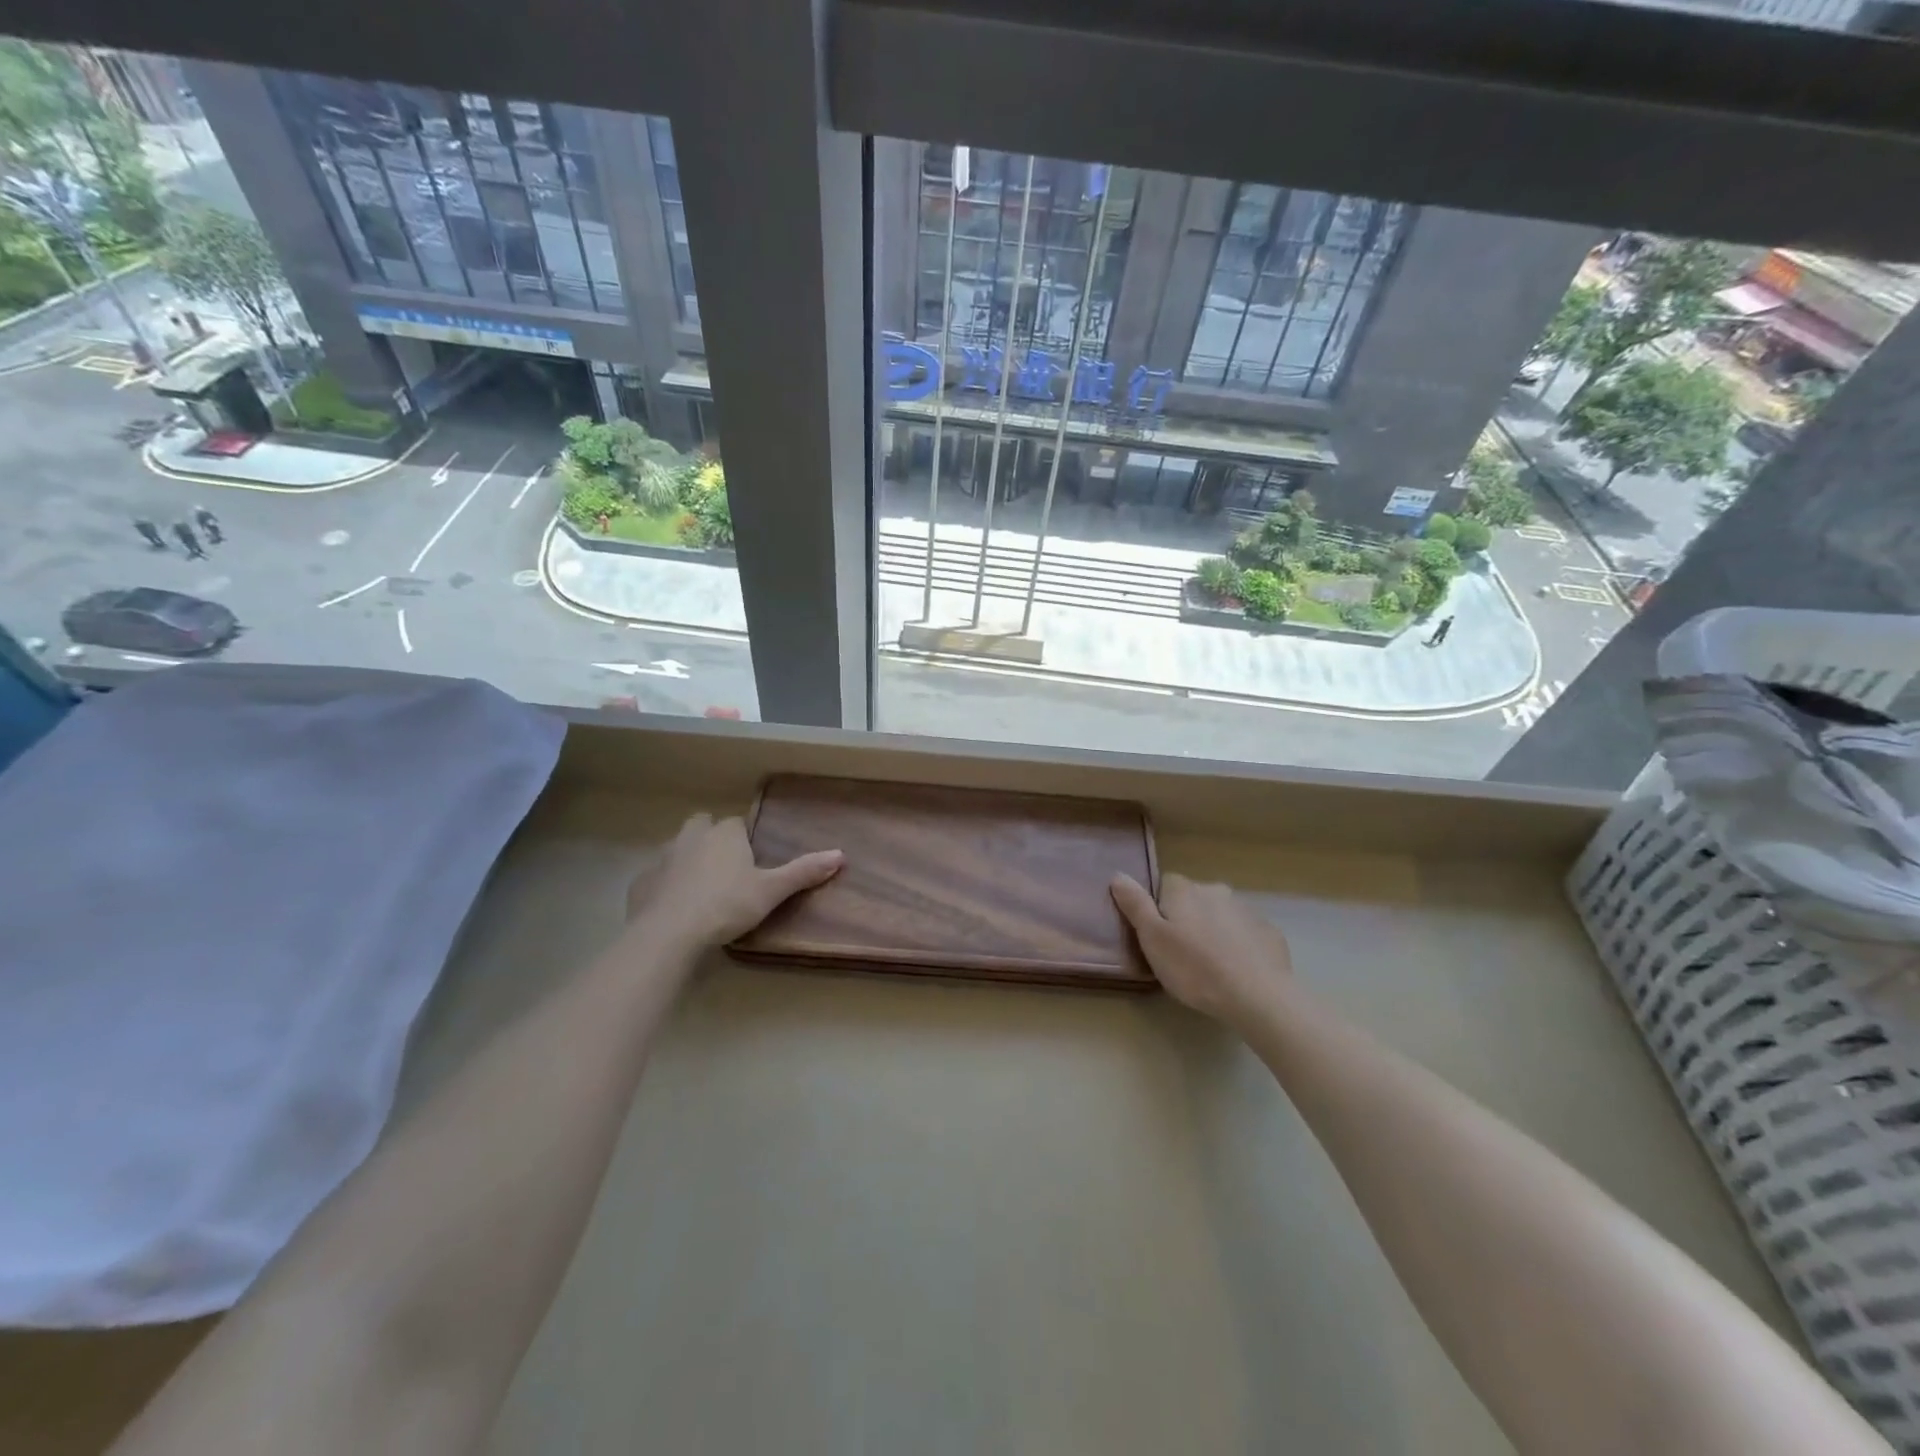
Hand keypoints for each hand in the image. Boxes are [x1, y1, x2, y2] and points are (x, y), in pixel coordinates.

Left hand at [627, 812, 842, 951]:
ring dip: (687, 861)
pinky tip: (673, 908)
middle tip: (725, 870)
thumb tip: (841, 854)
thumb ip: (804, 872)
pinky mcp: (640, 882)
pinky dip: (664, 887)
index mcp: (725, 834)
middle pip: (702, 826)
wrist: (669, 934)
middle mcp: (691, 836)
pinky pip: (656, 877)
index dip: (744, 840)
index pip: (737, 824)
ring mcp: (662, 858)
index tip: (751, 862)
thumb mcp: (771, 891)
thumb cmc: (727, 905)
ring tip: (700, 890)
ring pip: (677, 849)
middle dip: (711, 839)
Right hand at [1110, 872, 1295, 1027]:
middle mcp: (1216, 890)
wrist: (1257, 996)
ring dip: (1213, 930)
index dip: (1157, 908)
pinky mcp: (1269, 932)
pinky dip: (1238, 945)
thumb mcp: (1152, 938)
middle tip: (1181, 953)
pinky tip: (1237, 970)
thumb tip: (1118, 874)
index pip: (1163, 884)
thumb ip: (1135, 904)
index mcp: (1184, 890)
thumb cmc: (1194, 968)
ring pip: (1220, 915)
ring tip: (1210, 965)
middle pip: (1193, 898)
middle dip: (1187, 918)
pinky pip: (1245, 933)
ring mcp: (1246, 910)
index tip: (1157, 935)